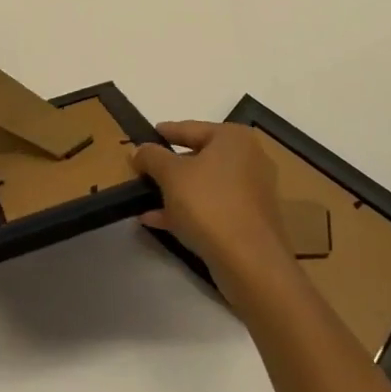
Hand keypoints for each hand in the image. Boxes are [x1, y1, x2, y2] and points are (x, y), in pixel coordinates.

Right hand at [133, 122, 295, 299]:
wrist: (250, 263)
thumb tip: (139, 150)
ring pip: (204, 186)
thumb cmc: (210, 204)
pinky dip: (187, 211)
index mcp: (233, 138)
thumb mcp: (171, 175)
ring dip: (174, 192)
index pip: (190, 128)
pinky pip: (212, 208)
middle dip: (168, 167)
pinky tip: (156, 220)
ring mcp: (251, 192)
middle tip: (143, 169)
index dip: (164, 132)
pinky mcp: (249, 221)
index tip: (146, 135)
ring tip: (144, 197)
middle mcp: (248, 159)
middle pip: (199, 157)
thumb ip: (151, 157)